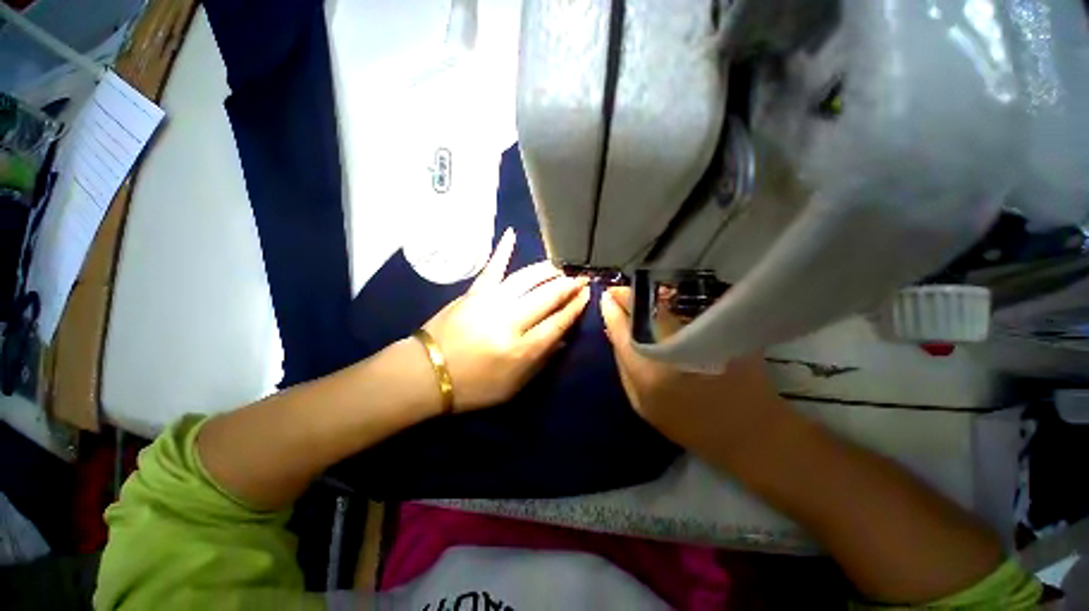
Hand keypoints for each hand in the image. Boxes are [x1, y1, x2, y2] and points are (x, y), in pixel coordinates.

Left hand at [422, 229, 590, 410]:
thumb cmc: (473, 387)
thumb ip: (541, 361)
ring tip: (561, 265)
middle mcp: (509, 322)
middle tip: (581, 276)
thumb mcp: (513, 387)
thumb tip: (562, 337)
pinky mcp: (473, 293)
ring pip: (525, 280)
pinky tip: (512, 234)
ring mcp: (490, 303)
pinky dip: (502, 250)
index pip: (557, 323)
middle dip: (567, 285)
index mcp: (521, 349)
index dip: (574, 308)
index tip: (586, 295)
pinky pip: (492, 268)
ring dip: (546, 271)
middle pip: (546, 297)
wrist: (426, 374)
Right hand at [599, 286, 789, 455]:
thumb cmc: (688, 423)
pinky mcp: (720, 330)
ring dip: (649, 295)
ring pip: (667, 305)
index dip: (611, 310)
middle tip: (618, 291)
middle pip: (644, 309)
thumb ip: (624, 367)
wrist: (747, 430)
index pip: (621, 330)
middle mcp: (672, 347)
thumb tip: (614, 334)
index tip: (604, 297)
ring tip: (638, 294)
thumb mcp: (642, 404)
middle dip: (627, 295)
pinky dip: (672, 301)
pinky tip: (664, 301)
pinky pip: (688, 308)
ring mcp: (699, 335)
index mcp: (648, 371)